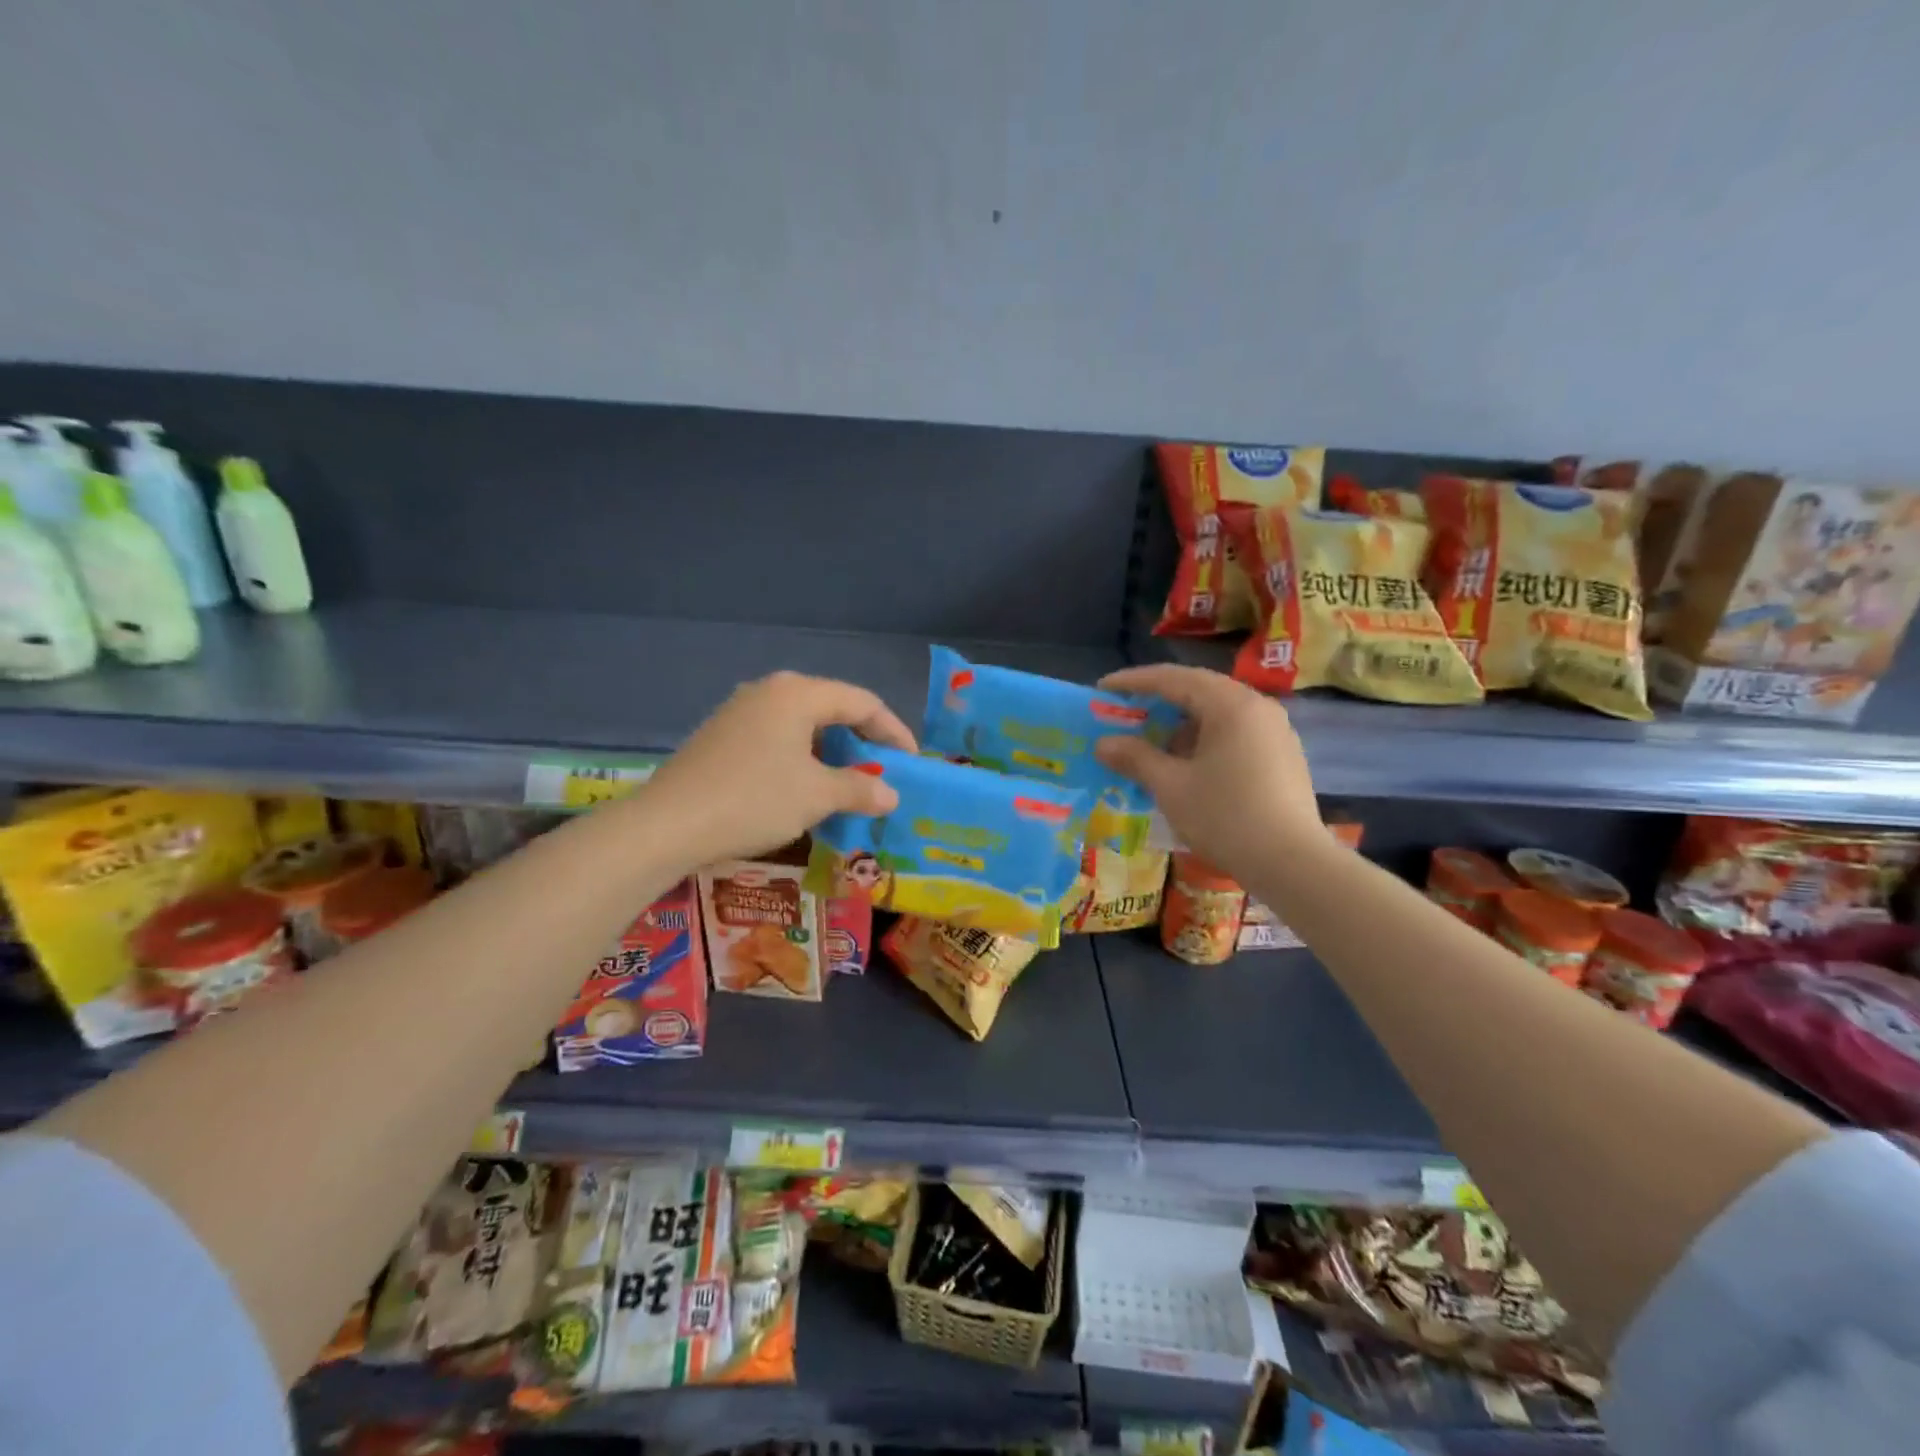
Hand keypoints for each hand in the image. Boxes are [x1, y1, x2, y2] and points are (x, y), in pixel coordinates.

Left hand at [637, 671, 916, 865]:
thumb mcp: (817, 796)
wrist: (667, 825)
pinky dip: (801, 758)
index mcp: (798, 693)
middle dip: (861, 741)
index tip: (911, 761)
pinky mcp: (721, 735)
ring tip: (847, 783)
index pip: (862, 702)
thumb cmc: (753, 800)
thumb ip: (860, 789)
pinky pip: (776, 737)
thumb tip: (891, 795)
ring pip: (802, 725)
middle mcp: (769, 691)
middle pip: (831, 708)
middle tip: (881, 771)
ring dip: (831, 752)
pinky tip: (803, 787)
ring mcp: (740, 711)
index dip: (892, 731)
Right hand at [1094, 664, 1325, 876]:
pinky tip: (1187, 765)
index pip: (1173, 678)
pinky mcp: (1282, 755)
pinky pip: (1235, 732)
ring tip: (1152, 744)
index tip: (1102, 688)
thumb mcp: (1171, 786)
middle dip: (1158, 700)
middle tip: (1125, 712)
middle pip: (1198, 690)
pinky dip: (1204, 739)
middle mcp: (1256, 706)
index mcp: (1230, 704)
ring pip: (1218, 712)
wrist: (1293, 864)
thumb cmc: (1225, 817)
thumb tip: (1103, 743)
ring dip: (1181, 723)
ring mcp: (1275, 730)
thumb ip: (1135, 758)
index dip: (1133, 681)